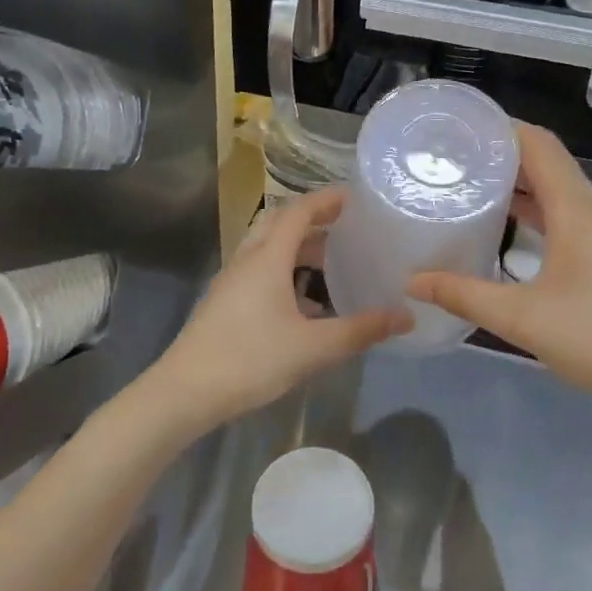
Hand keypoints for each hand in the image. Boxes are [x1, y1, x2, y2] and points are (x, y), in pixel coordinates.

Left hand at [150, 189, 408, 431]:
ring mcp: (232, 281)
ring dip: (299, 248)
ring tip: (333, 262)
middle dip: (314, 220)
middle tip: (348, 227)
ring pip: (268, 249)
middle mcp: (247, 260)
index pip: (299, 211)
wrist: (185, 392)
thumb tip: (406, 316)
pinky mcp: (225, 302)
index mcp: (267, 258)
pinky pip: (260, 271)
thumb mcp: (313, 348)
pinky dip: (286, 271)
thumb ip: (360, 331)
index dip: (327, 200)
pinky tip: (306, 303)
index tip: (355, 198)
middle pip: (281, 224)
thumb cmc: (250, 360)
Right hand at [408, 123, 591, 420]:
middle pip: (547, 163)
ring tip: (472, 190)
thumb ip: (464, 296)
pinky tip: (510, 232)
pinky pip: (569, 217)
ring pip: (559, 192)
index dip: (500, 128)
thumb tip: (413, 281)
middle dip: (501, 156)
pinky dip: (537, 213)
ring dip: (519, 186)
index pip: (538, 144)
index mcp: (578, 209)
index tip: (457, 129)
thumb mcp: (524, 320)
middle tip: (452, 161)